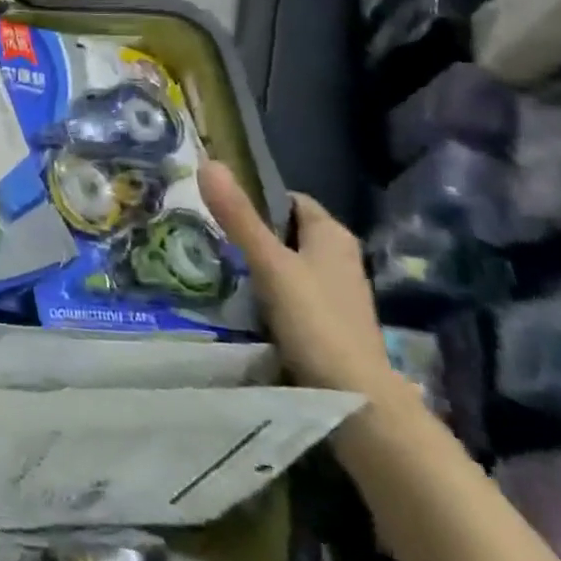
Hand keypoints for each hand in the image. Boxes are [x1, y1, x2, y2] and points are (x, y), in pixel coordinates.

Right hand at [199, 162, 396, 399]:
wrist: (354, 398)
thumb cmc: (314, 320)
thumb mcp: (269, 263)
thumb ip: (238, 217)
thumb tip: (208, 162)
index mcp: (332, 235)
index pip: (289, 200)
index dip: (256, 199)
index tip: (216, 207)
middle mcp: (339, 258)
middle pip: (286, 233)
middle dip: (251, 233)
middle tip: (206, 237)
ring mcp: (335, 293)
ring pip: (287, 265)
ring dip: (257, 265)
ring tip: (214, 268)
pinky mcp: (327, 323)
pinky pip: (290, 294)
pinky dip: (267, 294)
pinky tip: (239, 304)